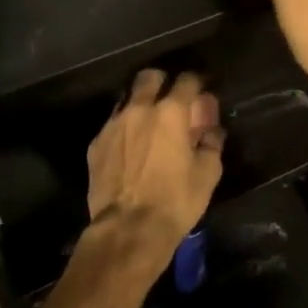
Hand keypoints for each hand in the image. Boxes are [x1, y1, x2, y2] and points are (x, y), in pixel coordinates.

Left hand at [84, 69, 224, 268]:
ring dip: (141, 105)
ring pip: (127, 99)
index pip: (187, 80)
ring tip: (149, 125)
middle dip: (162, 83)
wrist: (128, 229)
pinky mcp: (96, 144)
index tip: (201, 94)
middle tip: (171, 101)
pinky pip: (113, 125)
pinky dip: (124, 129)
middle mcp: (139, 109)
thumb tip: (212, 130)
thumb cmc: (175, 201)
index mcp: (171, 112)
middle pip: (149, 77)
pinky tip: (130, 148)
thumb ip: (211, 143)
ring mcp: (113, 125)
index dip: (197, 83)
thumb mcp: (207, 173)